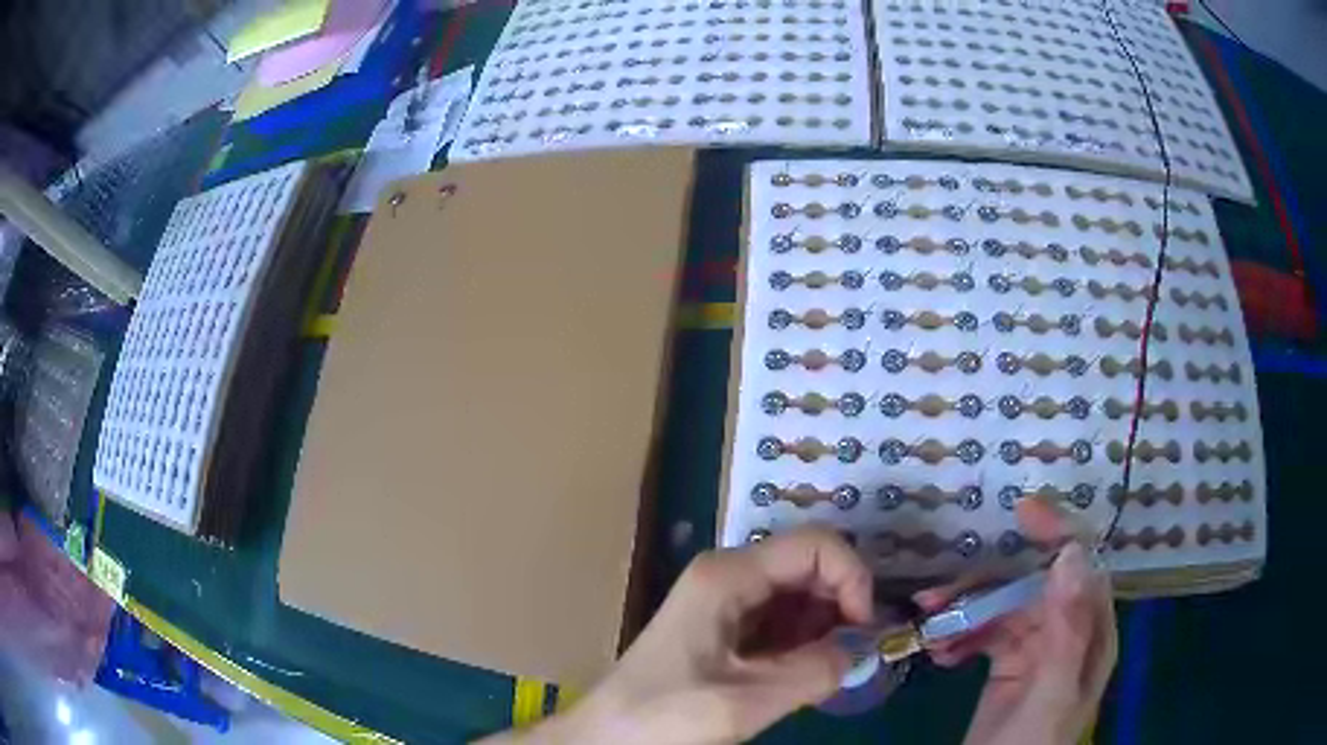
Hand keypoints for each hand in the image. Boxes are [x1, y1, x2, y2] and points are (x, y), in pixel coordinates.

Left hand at [494, 526, 872, 744]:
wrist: (608, 735)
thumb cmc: (665, 715)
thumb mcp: (746, 701)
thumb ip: (813, 672)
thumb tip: (859, 651)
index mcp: (728, 575)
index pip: (816, 545)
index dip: (852, 578)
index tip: (863, 629)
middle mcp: (729, 575)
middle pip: (809, 566)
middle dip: (840, 605)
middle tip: (848, 654)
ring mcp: (725, 599)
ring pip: (799, 594)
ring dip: (823, 627)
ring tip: (820, 670)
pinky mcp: (726, 626)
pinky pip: (782, 619)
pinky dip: (803, 641)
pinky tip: (798, 673)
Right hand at [914, 498, 1117, 744]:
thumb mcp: (1050, 694)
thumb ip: (1067, 631)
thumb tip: (1070, 555)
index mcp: (1091, 635)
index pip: (1082, 568)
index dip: (1058, 534)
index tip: (1021, 513)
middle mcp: (1068, 634)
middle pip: (1033, 587)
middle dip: (987, 586)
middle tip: (937, 595)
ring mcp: (1037, 650)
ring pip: (1004, 610)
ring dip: (966, 612)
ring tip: (928, 626)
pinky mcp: (1007, 666)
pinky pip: (985, 635)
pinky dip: (961, 636)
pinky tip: (939, 652)